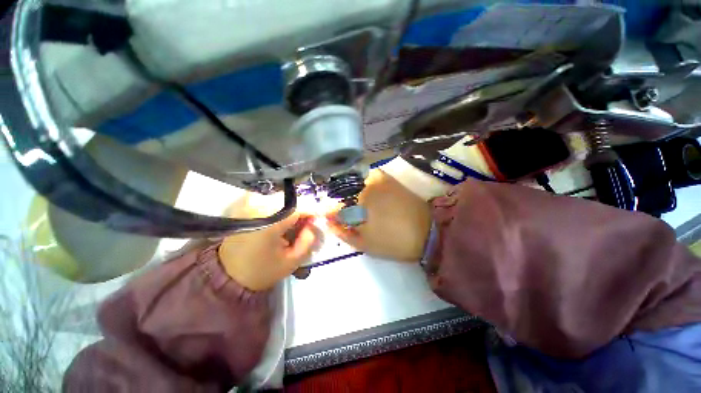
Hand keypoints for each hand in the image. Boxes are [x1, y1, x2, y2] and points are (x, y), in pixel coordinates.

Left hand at [219, 193, 320, 290]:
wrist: (226, 275)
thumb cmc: (259, 271)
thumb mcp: (290, 262)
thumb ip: (308, 240)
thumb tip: (314, 223)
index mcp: (268, 221)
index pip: (301, 207)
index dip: (320, 206)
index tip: (336, 206)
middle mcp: (258, 205)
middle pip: (294, 200)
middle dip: (309, 208)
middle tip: (316, 221)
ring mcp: (250, 202)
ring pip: (285, 198)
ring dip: (298, 208)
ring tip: (303, 223)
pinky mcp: (246, 204)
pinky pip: (274, 200)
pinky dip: (286, 208)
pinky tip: (289, 220)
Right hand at [326, 170, 431, 261]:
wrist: (426, 232)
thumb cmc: (393, 243)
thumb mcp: (364, 245)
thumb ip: (343, 233)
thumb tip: (328, 222)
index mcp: (358, 207)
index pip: (334, 207)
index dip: (329, 212)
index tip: (327, 216)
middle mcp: (364, 189)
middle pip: (342, 194)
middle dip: (339, 202)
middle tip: (343, 212)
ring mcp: (376, 180)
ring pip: (353, 183)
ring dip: (349, 191)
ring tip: (354, 203)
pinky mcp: (387, 178)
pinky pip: (367, 176)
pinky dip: (362, 182)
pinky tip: (365, 191)